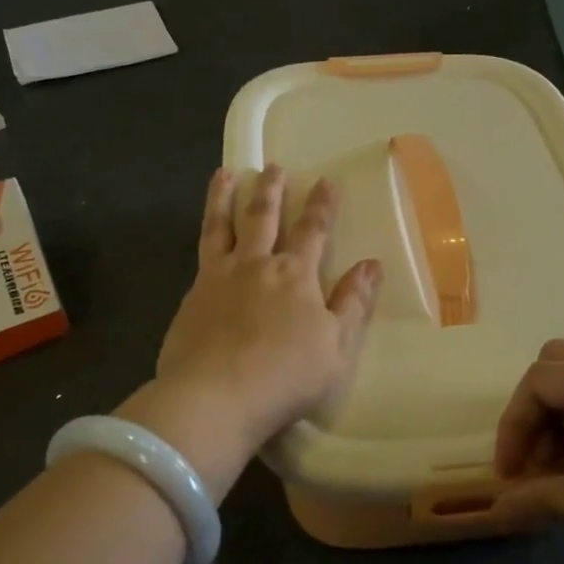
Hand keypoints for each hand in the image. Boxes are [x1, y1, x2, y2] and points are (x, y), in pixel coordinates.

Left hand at [127, 167, 380, 498]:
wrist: (215, 396)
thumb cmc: (285, 376)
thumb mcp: (336, 346)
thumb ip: (352, 303)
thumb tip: (371, 264)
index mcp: (296, 275)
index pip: (313, 231)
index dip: (321, 205)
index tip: (325, 181)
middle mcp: (257, 265)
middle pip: (265, 217)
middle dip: (272, 190)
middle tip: (274, 167)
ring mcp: (219, 277)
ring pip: (223, 225)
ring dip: (226, 196)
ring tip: (225, 173)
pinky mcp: (192, 295)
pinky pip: (201, 251)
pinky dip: (206, 231)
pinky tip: (206, 231)